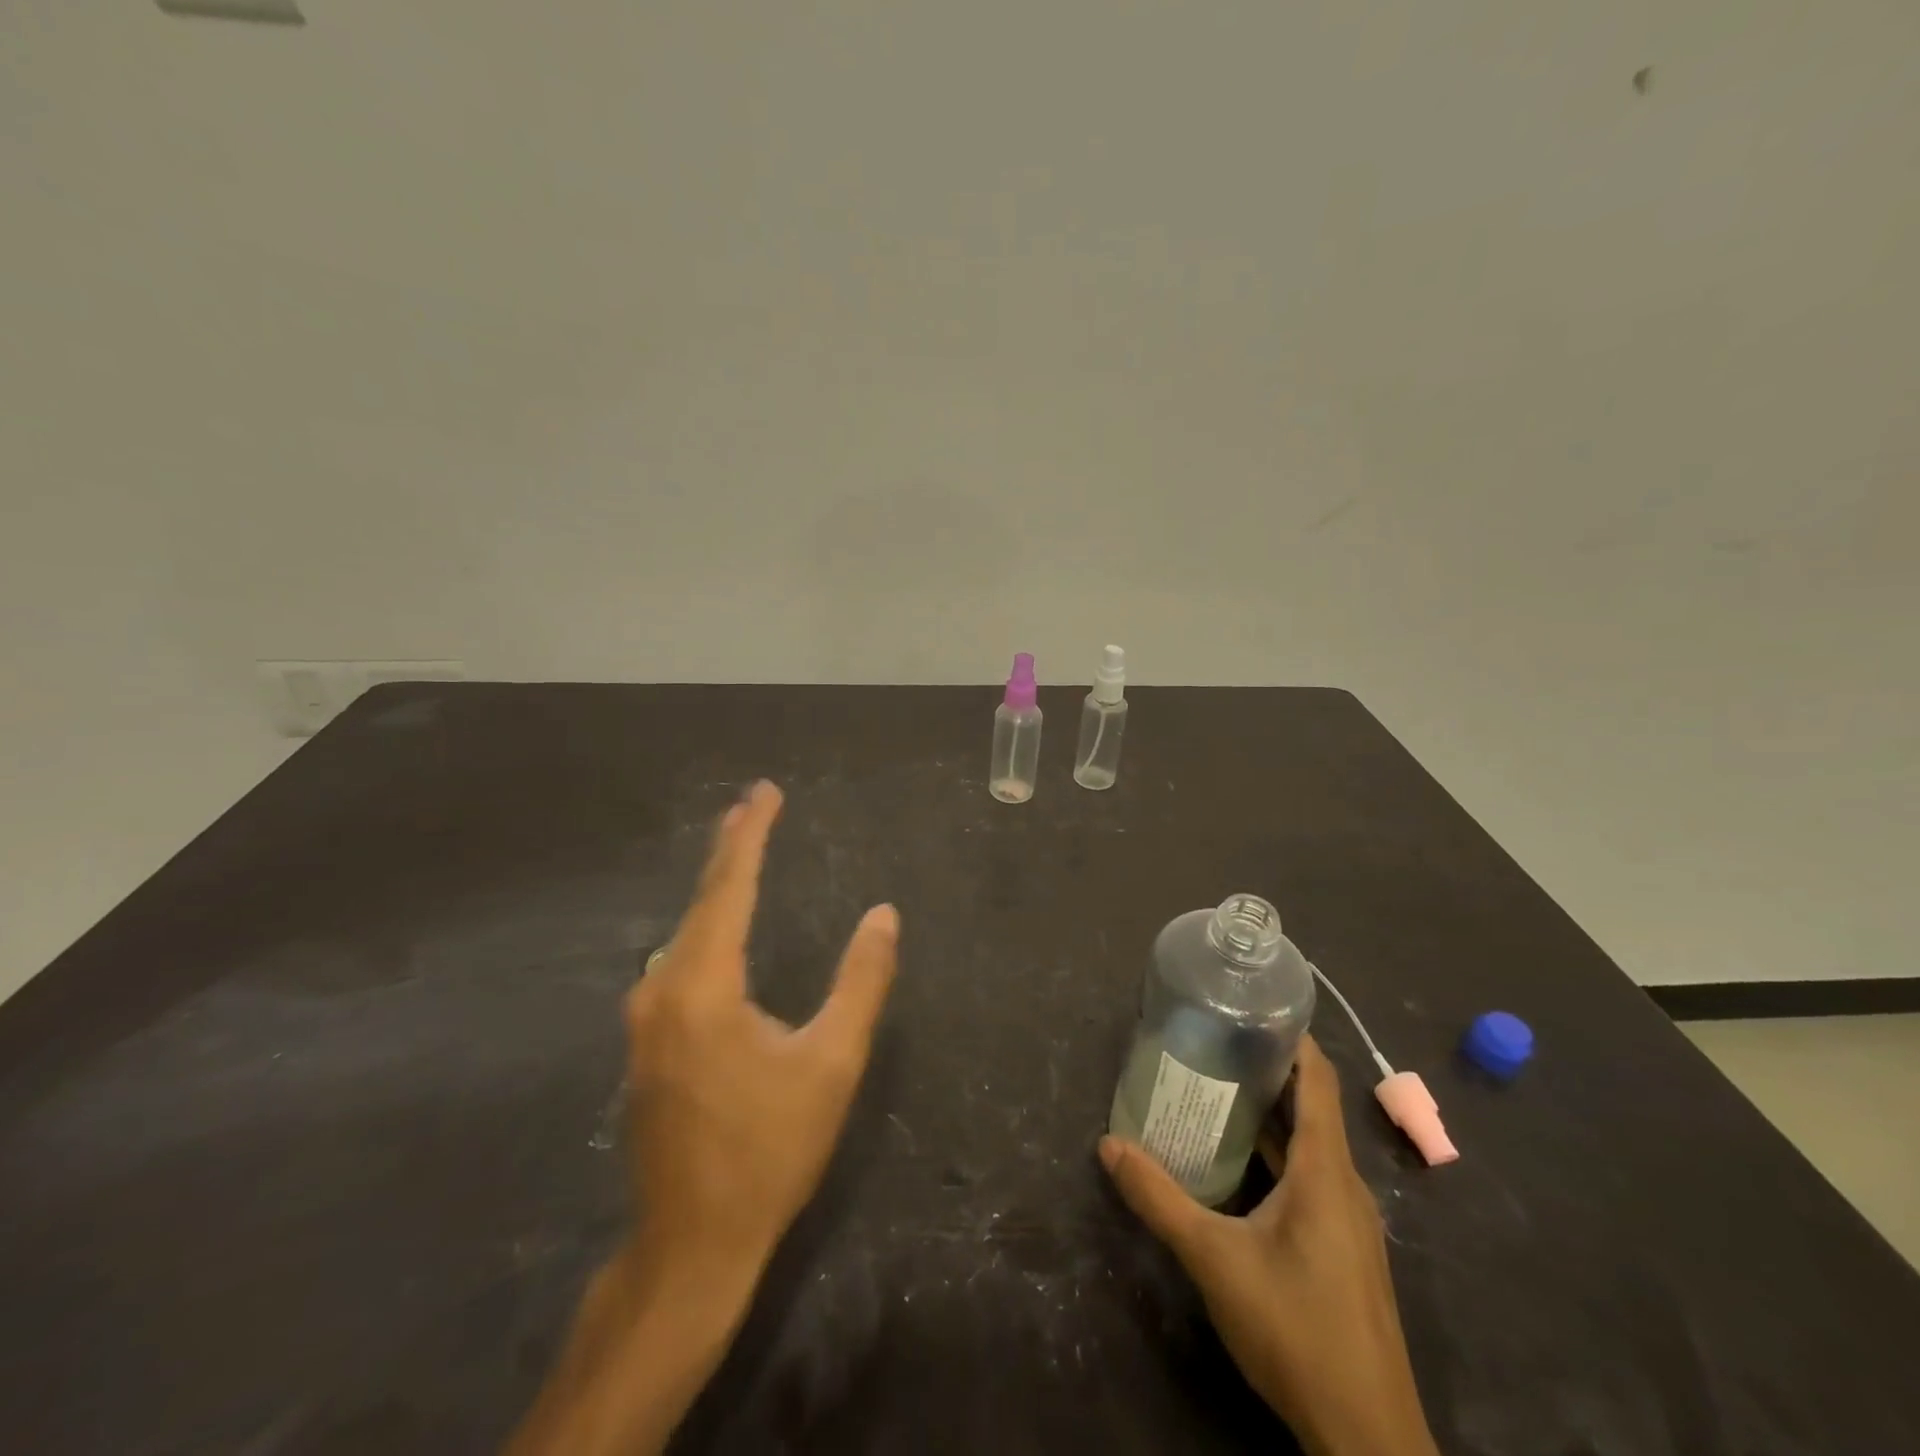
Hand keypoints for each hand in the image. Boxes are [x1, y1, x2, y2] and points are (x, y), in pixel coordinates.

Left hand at [625, 779, 900, 1276]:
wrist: (691, 1246)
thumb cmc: (768, 1151)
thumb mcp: (832, 1063)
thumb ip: (861, 982)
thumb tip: (883, 915)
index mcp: (703, 985)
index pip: (730, 888)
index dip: (751, 835)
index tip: (765, 792)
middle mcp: (662, 989)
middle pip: (702, 902)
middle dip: (731, 849)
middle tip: (752, 804)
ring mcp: (645, 1019)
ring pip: (686, 932)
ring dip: (717, 889)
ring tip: (741, 850)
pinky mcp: (646, 1043)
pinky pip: (679, 962)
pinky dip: (706, 927)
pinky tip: (720, 926)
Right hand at [1100, 1037, 1438, 1455]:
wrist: (1368, 1439)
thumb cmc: (1296, 1329)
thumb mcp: (1215, 1260)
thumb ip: (1159, 1199)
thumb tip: (1108, 1144)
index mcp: (1326, 1171)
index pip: (1317, 1081)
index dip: (1292, 1039)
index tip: (1251, 1007)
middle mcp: (1345, 1185)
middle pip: (1312, 1107)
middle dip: (1268, 1071)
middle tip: (1214, 1042)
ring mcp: (1349, 1220)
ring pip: (1311, 1146)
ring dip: (1272, 1116)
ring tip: (1218, 1089)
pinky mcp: (1344, 1249)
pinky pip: (1312, 1179)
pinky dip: (1279, 1156)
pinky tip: (1240, 1163)